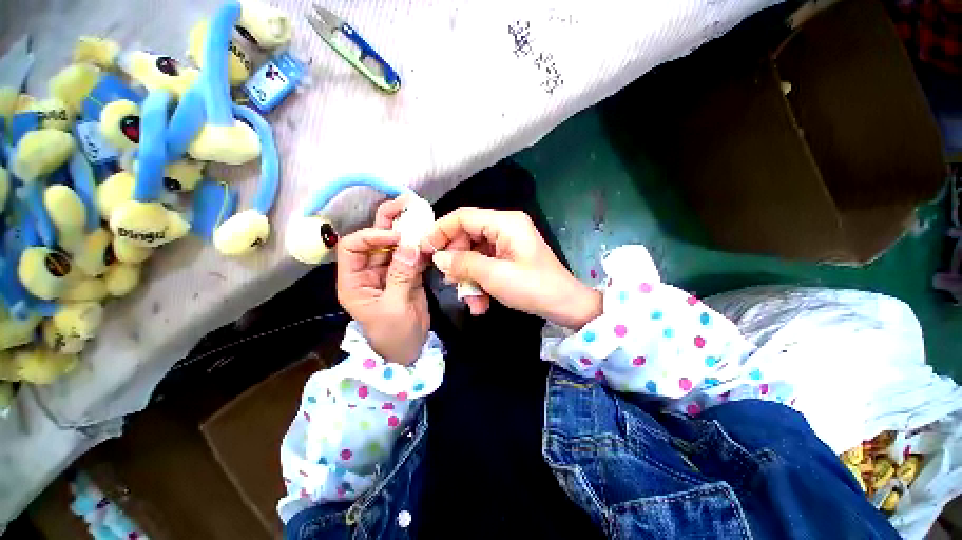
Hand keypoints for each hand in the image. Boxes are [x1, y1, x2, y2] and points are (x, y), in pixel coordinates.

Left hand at [336, 198, 428, 364]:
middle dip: (387, 221)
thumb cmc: (394, 335)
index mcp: (354, 281)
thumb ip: (401, 275)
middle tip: (404, 204)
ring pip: (394, 244)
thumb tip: (411, 245)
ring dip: (405, 228)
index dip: (371, 237)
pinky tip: (428, 234)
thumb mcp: (394, 308)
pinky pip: (410, 254)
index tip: (397, 237)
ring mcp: (389, 271)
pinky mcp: (406, 273)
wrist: (410, 350)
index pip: (352, 247)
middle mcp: (368, 271)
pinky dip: (419, 244)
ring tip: (418, 211)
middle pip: (373, 240)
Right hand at [421, 207, 601, 329]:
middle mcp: (505, 227)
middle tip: (449, 281)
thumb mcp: (494, 276)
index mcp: (505, 223)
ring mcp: (507, 243)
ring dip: (469, 277)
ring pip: (475, 253)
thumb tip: (438, 258)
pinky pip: (485, 264)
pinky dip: (480, 281)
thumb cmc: (532, 288)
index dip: (441, 230)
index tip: (425, 249)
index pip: (464, 216)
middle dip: (457, 261)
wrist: (565, 306)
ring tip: (471, 300)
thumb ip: (463, 263)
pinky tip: (481, 302)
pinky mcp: (509, 257)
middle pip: (468, 236)